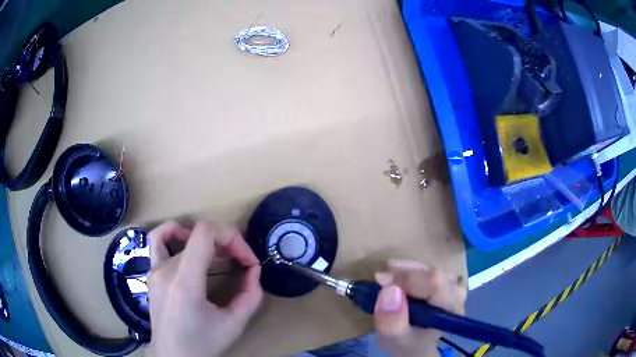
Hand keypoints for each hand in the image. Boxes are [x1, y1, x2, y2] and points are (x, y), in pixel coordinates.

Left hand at [145, 221, 262, 356]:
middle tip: (243, 263)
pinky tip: (186, 241)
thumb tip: (254, 270)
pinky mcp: (151, 272)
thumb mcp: (234, 325)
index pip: (204, 234)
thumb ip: (250, 296)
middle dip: (227, 244)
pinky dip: (173, 232)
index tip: (247, 261)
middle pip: (198, 235)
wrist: (172, 355)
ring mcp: (155, 269)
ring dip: (206, 238)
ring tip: (219, 253)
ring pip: (182, 234)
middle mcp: (166, 269)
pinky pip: (158, 240)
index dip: (231, 237)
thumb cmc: (202, 344)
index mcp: (184, 283)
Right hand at [373, 260, 466, 356]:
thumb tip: (389, 290)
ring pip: (429, 268)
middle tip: (379, 279)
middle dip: (404, 272)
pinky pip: (429, 268)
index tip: (381, 281)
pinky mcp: (447, 282)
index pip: (434, 283)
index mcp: (449, 310)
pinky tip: (398, 275)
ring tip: (386, 277)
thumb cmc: (406, 342)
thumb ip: (392, 322)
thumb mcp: (394, 339)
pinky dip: (411, 269)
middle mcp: (457, 294)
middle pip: (432, 272)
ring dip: (406, 270)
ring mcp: (454, 286)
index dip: (407, 278)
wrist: (415, 345)